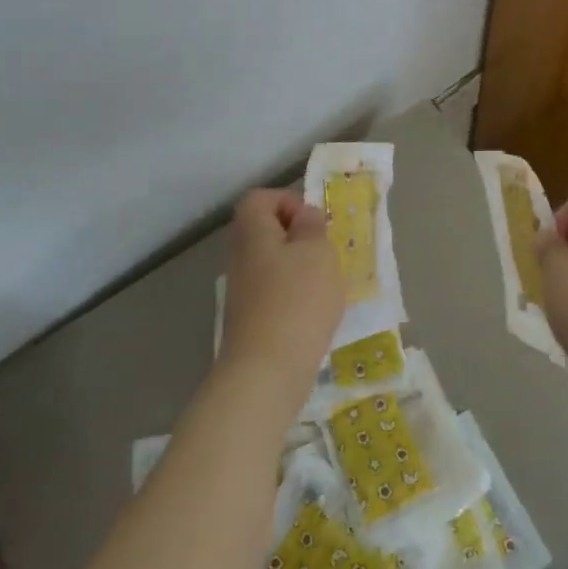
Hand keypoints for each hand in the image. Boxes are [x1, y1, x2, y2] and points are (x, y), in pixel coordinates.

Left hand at [220, 189, 344, 400]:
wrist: (268, 370)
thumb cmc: (297, 300)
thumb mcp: (317, 251)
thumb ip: (312, 227)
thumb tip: (303, 216)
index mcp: (253, 232)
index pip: (260, 199)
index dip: (288, 201)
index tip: (313, 224)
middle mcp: (241, 256)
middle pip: (266, 230)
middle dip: (299, 236)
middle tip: (325, 252)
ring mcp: (243, 289)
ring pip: (273, 262)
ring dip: (301, 267)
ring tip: (326, 283)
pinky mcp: (252, 317)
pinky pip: (275, 291)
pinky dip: (295, 294)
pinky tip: (315, 311)